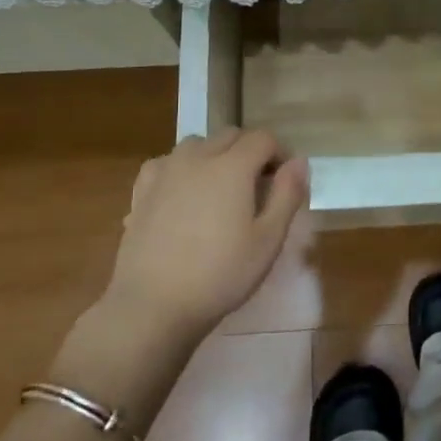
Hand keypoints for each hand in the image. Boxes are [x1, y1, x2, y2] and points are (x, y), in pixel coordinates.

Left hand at [102, 129, 309, 339]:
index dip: (280, 153)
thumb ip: (287, 195)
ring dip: (215, 156)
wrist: (152, 305)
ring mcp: (165, 172)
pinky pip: (167, 163)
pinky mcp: (142, 191)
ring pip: (197, 145)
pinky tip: (183, 194)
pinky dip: (182, 168)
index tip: (286, 181)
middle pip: (230, 136)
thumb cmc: (219, 274)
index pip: (263, 138)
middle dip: (250, 152)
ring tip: (221, 189)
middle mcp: (197, 157)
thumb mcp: (268, 240)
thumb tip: (299, 161)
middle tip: (258, 187)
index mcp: (231, 166)